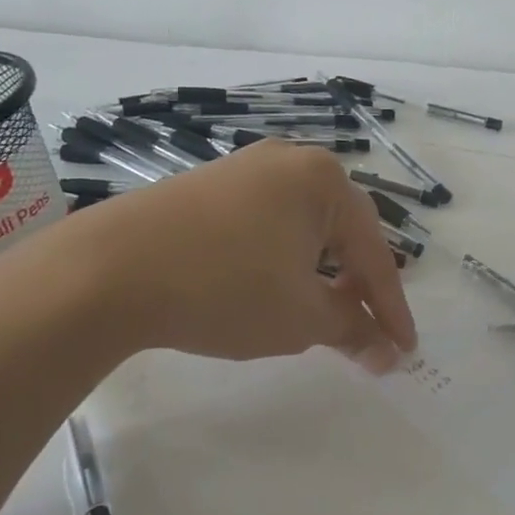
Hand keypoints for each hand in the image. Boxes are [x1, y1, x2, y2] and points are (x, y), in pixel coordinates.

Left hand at [68, 141, 417, 371]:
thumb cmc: (224, 288)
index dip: (392, 307)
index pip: (374, 252)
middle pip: (341, 231)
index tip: (406, 350)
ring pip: (303, 226)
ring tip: (321, 313)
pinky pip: (266, 222)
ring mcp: (245, 168)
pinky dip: (282, 258)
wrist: (108, 269)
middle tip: (366, 330)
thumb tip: (388, 353)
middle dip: (357, 285)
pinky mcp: (209, 184)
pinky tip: (272, 286)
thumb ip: (352, 329)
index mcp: (323, 181)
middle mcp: (290, 161)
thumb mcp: (300, 317)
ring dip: (320, 272)